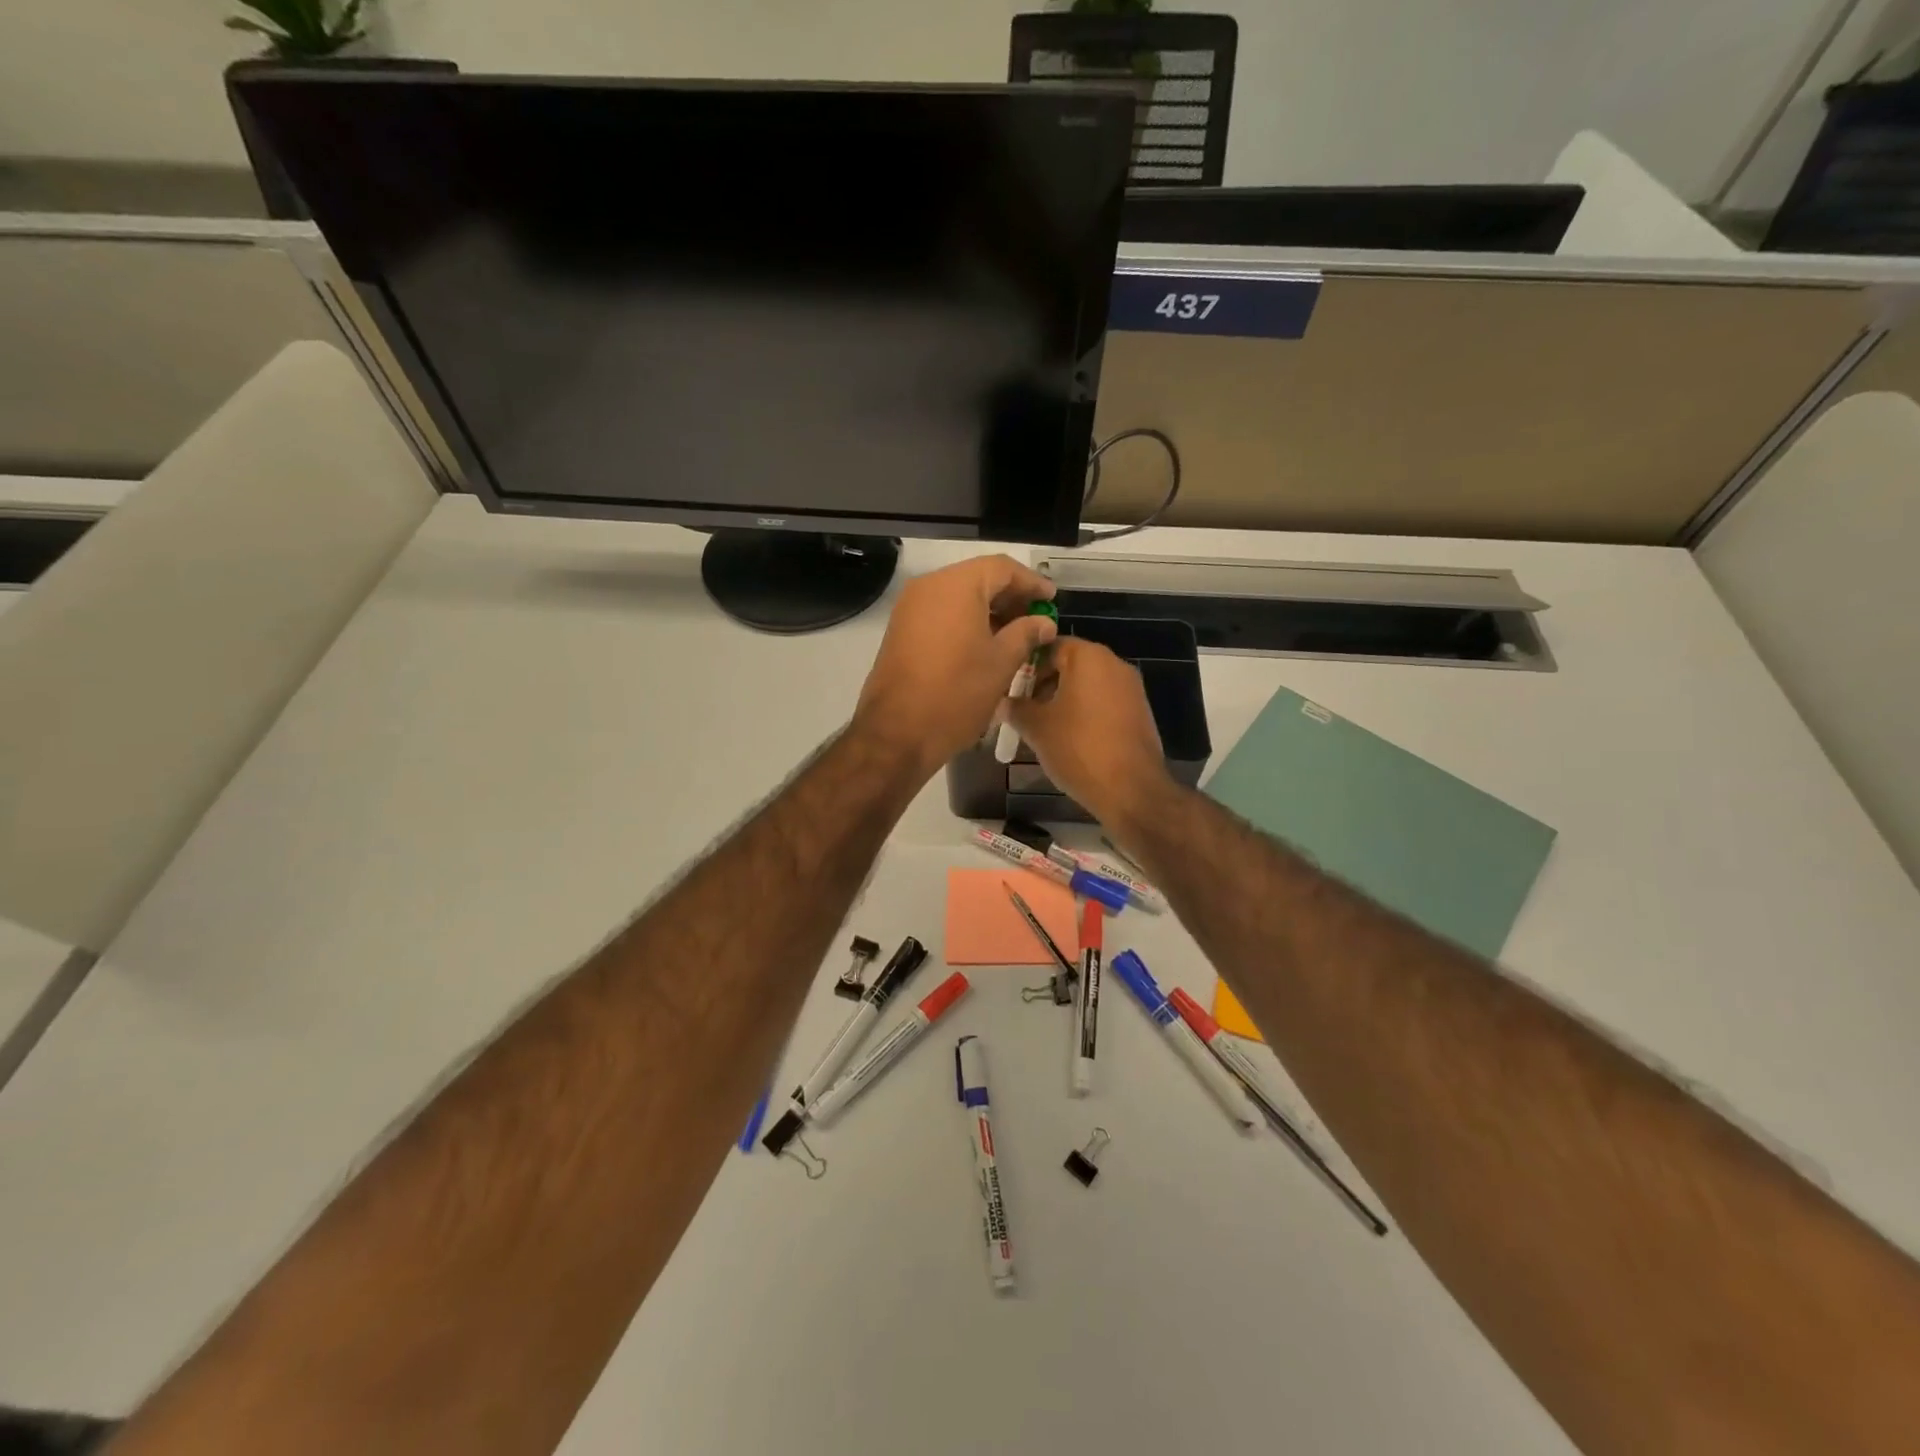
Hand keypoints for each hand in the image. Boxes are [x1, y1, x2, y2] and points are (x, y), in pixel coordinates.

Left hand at [853, 555, 1057, 778]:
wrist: (897, 732)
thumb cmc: (957, 693)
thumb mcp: (1001, 663)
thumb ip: (1026, 634)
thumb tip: (1044, 623)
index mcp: (957, 586)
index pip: (1002, 568)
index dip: (1031, 582)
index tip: (1051, 601)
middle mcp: (929, 587)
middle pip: (978, 579)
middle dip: (1010, 597)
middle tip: (1036, 620)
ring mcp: (910, 608)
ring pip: (958, 597)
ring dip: (988, 611)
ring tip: (1015, 636)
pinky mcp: (901, 630)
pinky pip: (941, 614)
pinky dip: (966, 621)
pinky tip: (985, 645)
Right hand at [1007, 637, 1170, 827]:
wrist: (1130, 789)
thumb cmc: (1078, 747)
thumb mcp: (1036, 727)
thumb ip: (1015, 707)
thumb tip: (1002, 702)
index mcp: (1089, 657)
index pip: (1049, 645)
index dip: (1025, 665)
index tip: (1009, 687)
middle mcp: (1114, 664)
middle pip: (1070, 664)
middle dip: (1043, 684)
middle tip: (1022, 709)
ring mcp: (1131, 688)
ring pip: (1087, 685)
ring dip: (1063, 699)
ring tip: (1042, 726)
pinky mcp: (1140, 712)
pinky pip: (1104, 702)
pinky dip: (1084, 712)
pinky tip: (1069, 738)